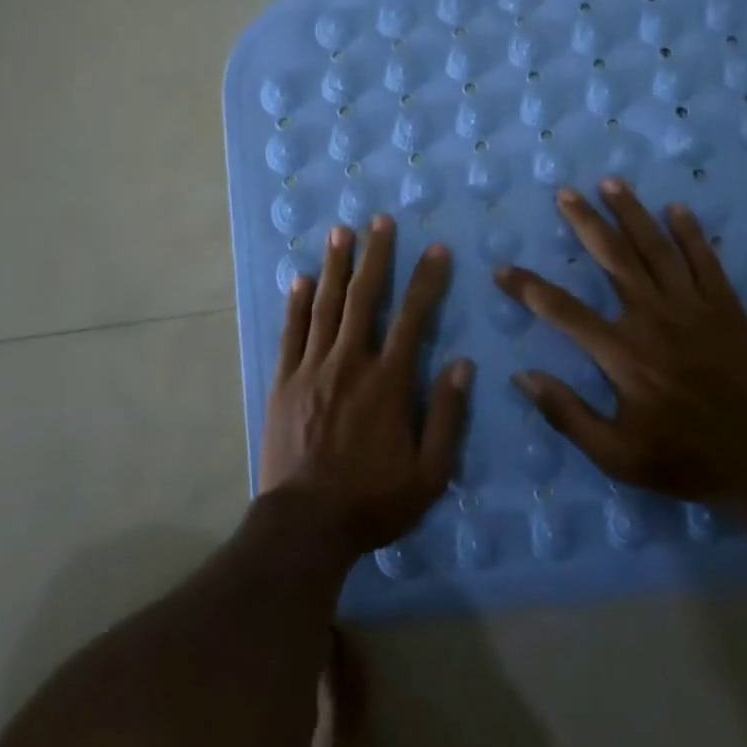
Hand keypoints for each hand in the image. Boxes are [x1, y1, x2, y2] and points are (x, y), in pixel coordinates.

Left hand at [260, 215, 470, 554]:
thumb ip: (446, 416)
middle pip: (364, 298)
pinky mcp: (283, 382)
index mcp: (388, 382)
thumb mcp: (428, 473)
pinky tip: (300, 279)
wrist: (305, 526)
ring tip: (340, 232)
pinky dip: (297, 304)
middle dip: (375, 256)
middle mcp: (350, 363)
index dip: (426, 280)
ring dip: (335, 267)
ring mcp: (311, 369)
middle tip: (379, 220)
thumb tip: (462, 364)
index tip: (436, 249)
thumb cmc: (372, 501)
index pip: (413, 317)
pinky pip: (291, 333)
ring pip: (325, 306)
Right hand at [494, 178, 746, 505]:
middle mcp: (654, 318)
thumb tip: (523, 376)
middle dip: (585, 221)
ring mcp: (694, 308)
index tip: (502, 269)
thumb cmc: (685, 460)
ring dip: (631, 212)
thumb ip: (567, 414)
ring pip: (656, 248)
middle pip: (613, 257)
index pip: (563, 310)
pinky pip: (705, 261)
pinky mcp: (727, 308)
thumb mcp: (616, 456)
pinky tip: (677, 208)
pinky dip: (691, 233)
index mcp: (623, 354)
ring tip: (610, 182)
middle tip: (565, 192)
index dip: (528, 288)